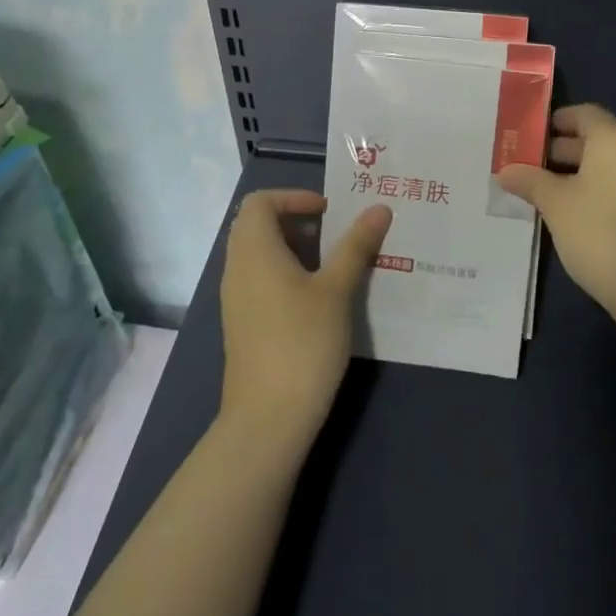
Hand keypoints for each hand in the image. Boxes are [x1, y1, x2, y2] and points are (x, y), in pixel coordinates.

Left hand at [218, 190, 391, 448]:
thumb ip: (356, 245)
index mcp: (255, 251)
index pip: (260, 202)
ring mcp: (236, 298)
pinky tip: (317, 297)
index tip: (328, 212)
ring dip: (292, 247)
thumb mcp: (337, 290)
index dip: (293, 197)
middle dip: (295, 220)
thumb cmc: (303, 343)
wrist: (268, 418)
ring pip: (258, 253)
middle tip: (333, 233)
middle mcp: (237, 268)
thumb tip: (379, 207)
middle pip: (257, 225)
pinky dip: (284, 272)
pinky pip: (259, 279)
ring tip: (331, 264)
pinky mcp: (242, 323)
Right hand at [498, 104, 615, 333]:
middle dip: (561, 150)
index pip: (584, 113)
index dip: (555, 121)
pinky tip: (573, 216)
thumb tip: (506, 170)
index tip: (527, 136)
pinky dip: (597, 191)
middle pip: (596, 139)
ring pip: (608, 166)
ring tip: (543, 194)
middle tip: (526, 167)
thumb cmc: (603, 235)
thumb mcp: (557, 206)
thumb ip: (531, 182)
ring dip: (577, 174)